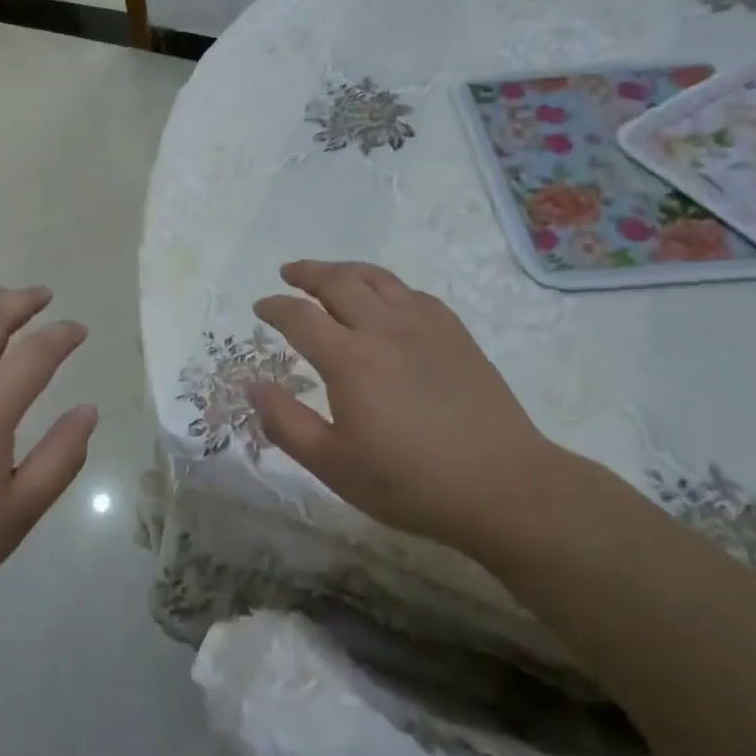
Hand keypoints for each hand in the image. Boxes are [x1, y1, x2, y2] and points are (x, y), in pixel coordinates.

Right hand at [251, 261, 564, 556]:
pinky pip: (412, 293)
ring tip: (328, 273)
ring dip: (345, 270)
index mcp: (349, 359)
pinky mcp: (454, 333)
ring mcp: (424, 325)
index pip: (300, 316)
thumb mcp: (333, 466)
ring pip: (376, 278)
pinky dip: (386, 286)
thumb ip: (286, 423)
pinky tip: (385, 299)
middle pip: (338, 282)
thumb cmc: (410, 482)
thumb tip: (252, 385)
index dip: (275, 307)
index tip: (261, 307)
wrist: (502, 485)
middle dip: (307, 273)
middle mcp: (383, 328)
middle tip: (289, 273)